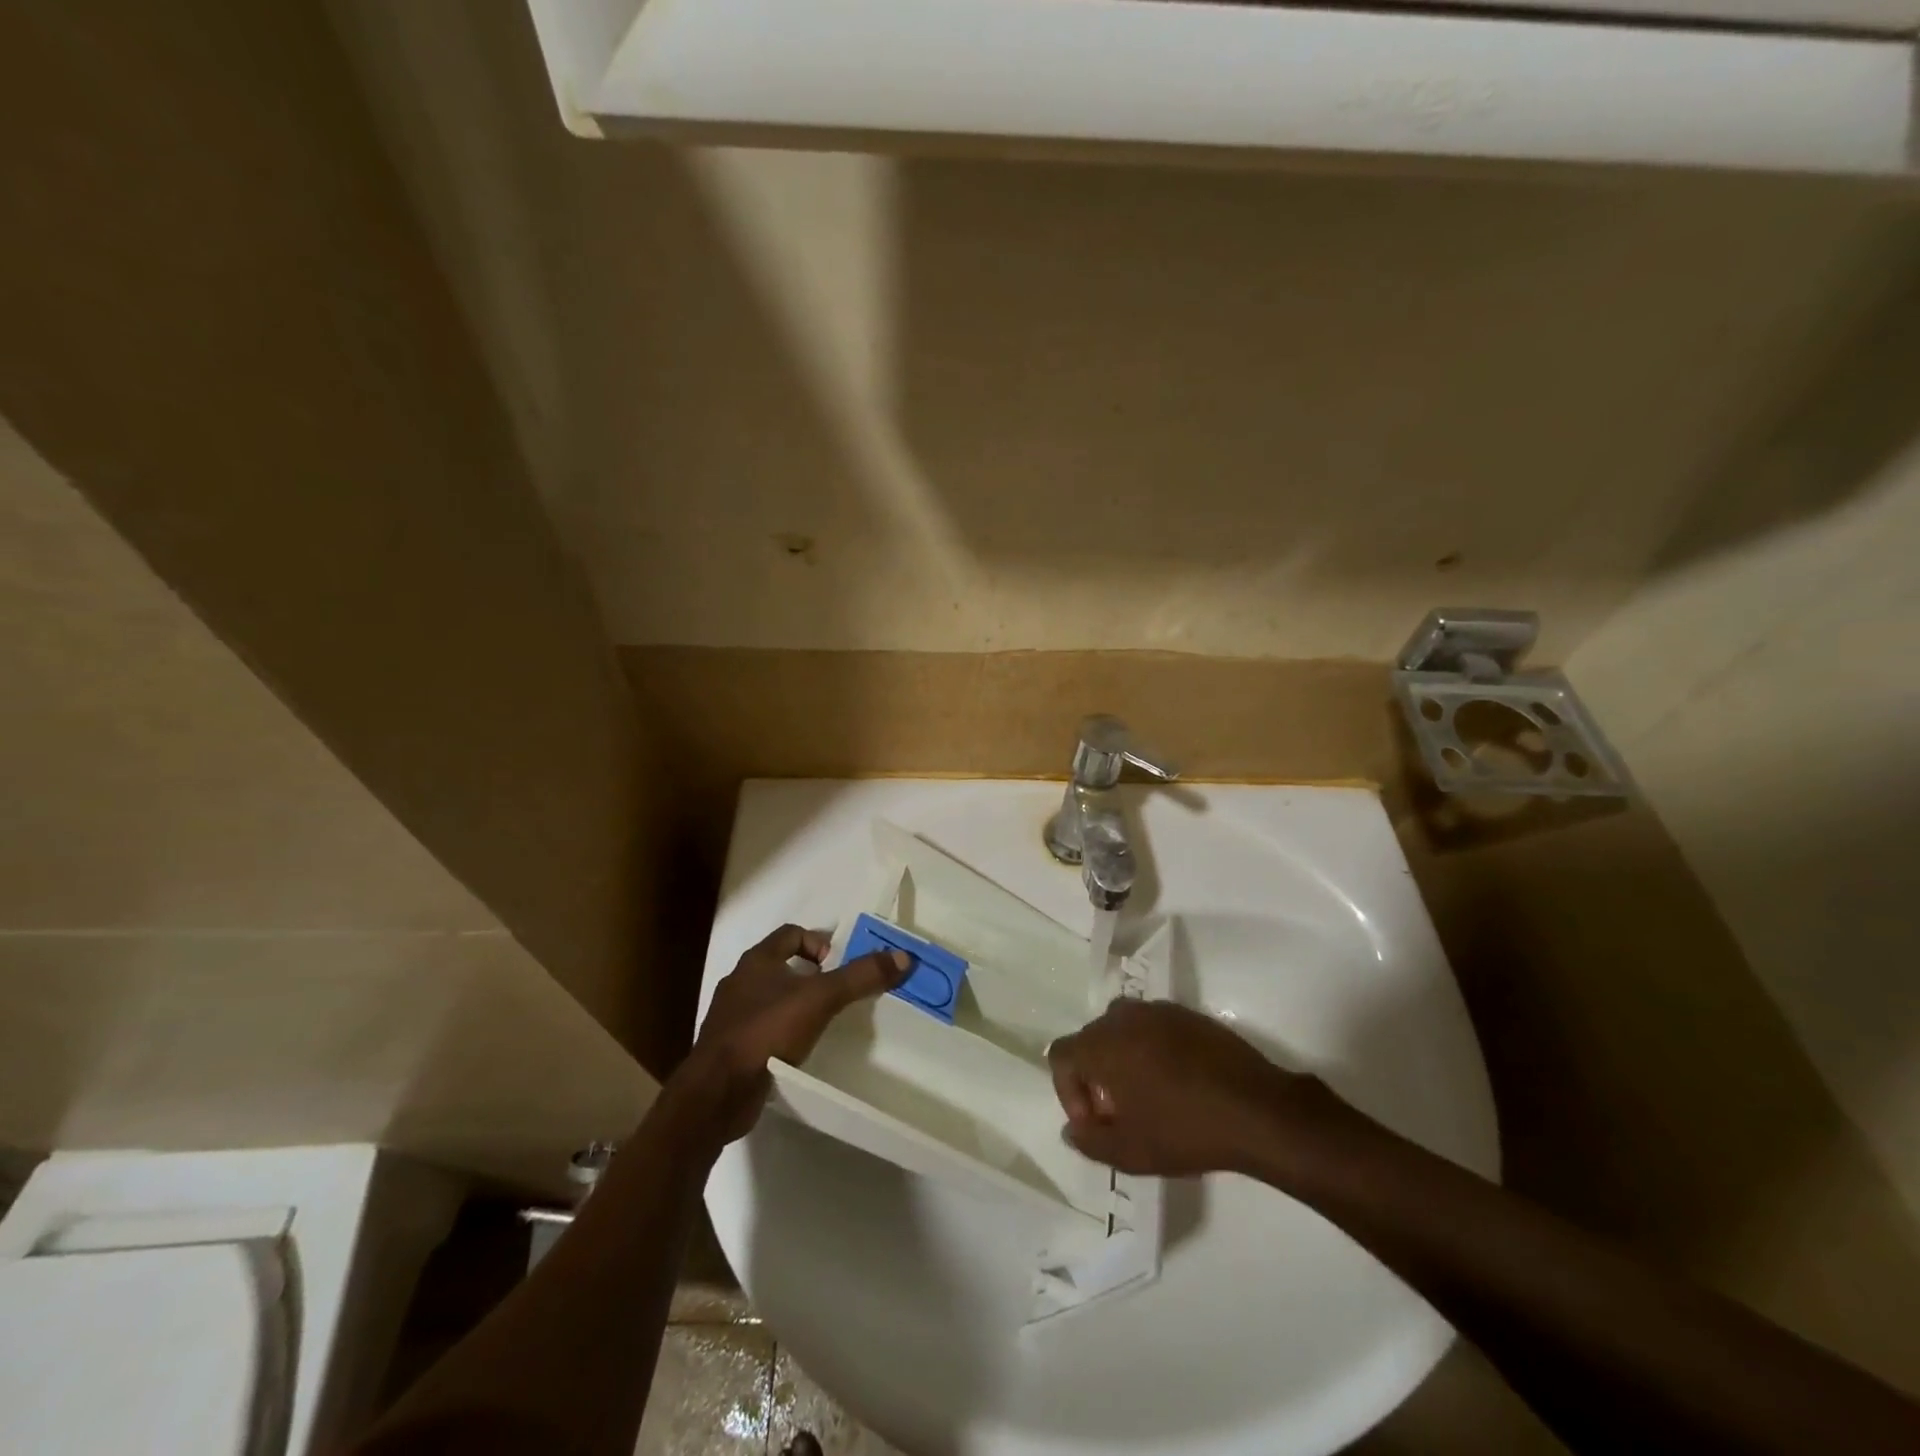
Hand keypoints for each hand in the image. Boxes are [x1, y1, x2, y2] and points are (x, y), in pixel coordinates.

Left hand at [676, 924, 908, 1144]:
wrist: (717, 1092)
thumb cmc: (767, 1031)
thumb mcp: (821, 999)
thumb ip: (860, 976)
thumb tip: (902, 956)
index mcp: (757, 961)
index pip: (791, 934)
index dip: (818, 943)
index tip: (838, 966)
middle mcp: (740, 982)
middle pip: (781, 965)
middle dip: (811, 976)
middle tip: (837, 994)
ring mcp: (731, 1017)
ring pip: (771, 998)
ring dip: (796, 1005)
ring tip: (822, 1023)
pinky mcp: (730, 1049)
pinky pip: (762, 1030)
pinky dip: (782, 1033)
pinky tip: (798, 1051)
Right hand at [1047, 999, 1337, 1177]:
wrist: (1257, 1109)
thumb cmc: (1185, 1130)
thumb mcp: (1131, 1152)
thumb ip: (1091, 1141)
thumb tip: (1073, 1129)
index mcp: (1103, 1044)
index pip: (1062, 1055)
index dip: (1068, 1091)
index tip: (1095, 1121)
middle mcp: (1125, 1017)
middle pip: (1091, 1040)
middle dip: (1095, 1076)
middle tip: (1118, 1113)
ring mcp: (1159, 1011)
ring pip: (1123, 1030)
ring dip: (1122, 1059)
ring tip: (1145, 1096)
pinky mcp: (1188, 1015)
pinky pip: (1153, 1027)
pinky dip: (1151, 1050)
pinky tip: (1176, 1083)